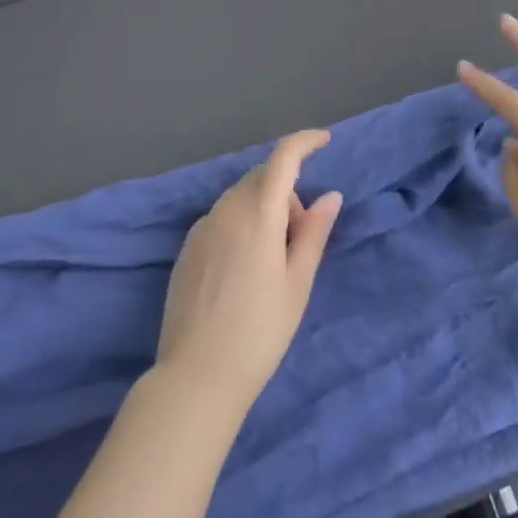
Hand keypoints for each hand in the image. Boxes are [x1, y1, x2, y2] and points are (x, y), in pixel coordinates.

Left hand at [155, 130, 341, 421]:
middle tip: (301, 238)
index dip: (305, 142)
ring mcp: (201, 229)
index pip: (283, 158)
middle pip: (262, 178)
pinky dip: (242, 224)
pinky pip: (222, 219)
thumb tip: (330, 196)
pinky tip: (246, 269)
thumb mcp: (298, 282)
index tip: (325, 140)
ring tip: (275, 260)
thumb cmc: (260, 330)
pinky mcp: (187, 250)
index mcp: (258, 213)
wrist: (196, 376)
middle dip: (288, 192)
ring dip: (265, 208)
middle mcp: (226, 211)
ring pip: (241, 198)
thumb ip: (314, 232)